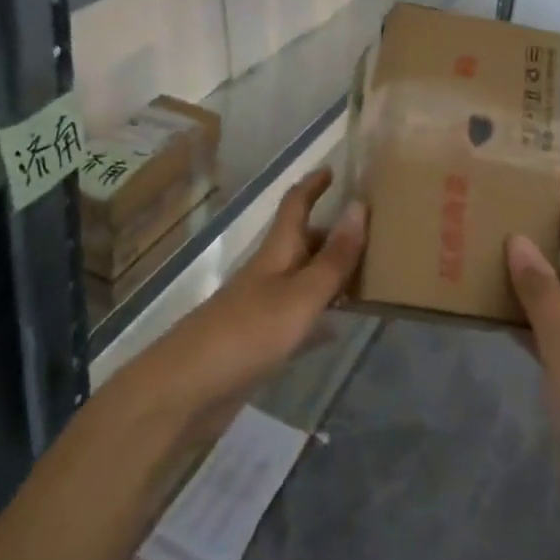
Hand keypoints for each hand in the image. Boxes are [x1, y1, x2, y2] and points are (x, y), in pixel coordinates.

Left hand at [120, 168, 366, 448]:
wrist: (187, 390)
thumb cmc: (248, 333)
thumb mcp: (301, 295)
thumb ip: (333, 258)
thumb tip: (360, 204)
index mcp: (276, 252)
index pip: (295, 205)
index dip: (313, 185)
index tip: (333, 168)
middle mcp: (269, 273)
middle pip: (302, 242)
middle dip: (332, 233)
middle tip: (373, 234)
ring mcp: (261, 308)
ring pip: (303, 280)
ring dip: (330, 274)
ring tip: (368, 276)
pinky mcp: (258, 343)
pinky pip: (298, 318)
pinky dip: (319, 316)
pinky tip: (337, 328)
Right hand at [508, 174, 559, 557]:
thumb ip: (541, 291)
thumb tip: (518, 238)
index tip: (540, 163)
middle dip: (540, 227)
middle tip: (496, 197)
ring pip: (555, 291)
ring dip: (525, 271)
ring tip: (481, 239)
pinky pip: (546, 327)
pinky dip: (521, 312)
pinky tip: (486, 302)